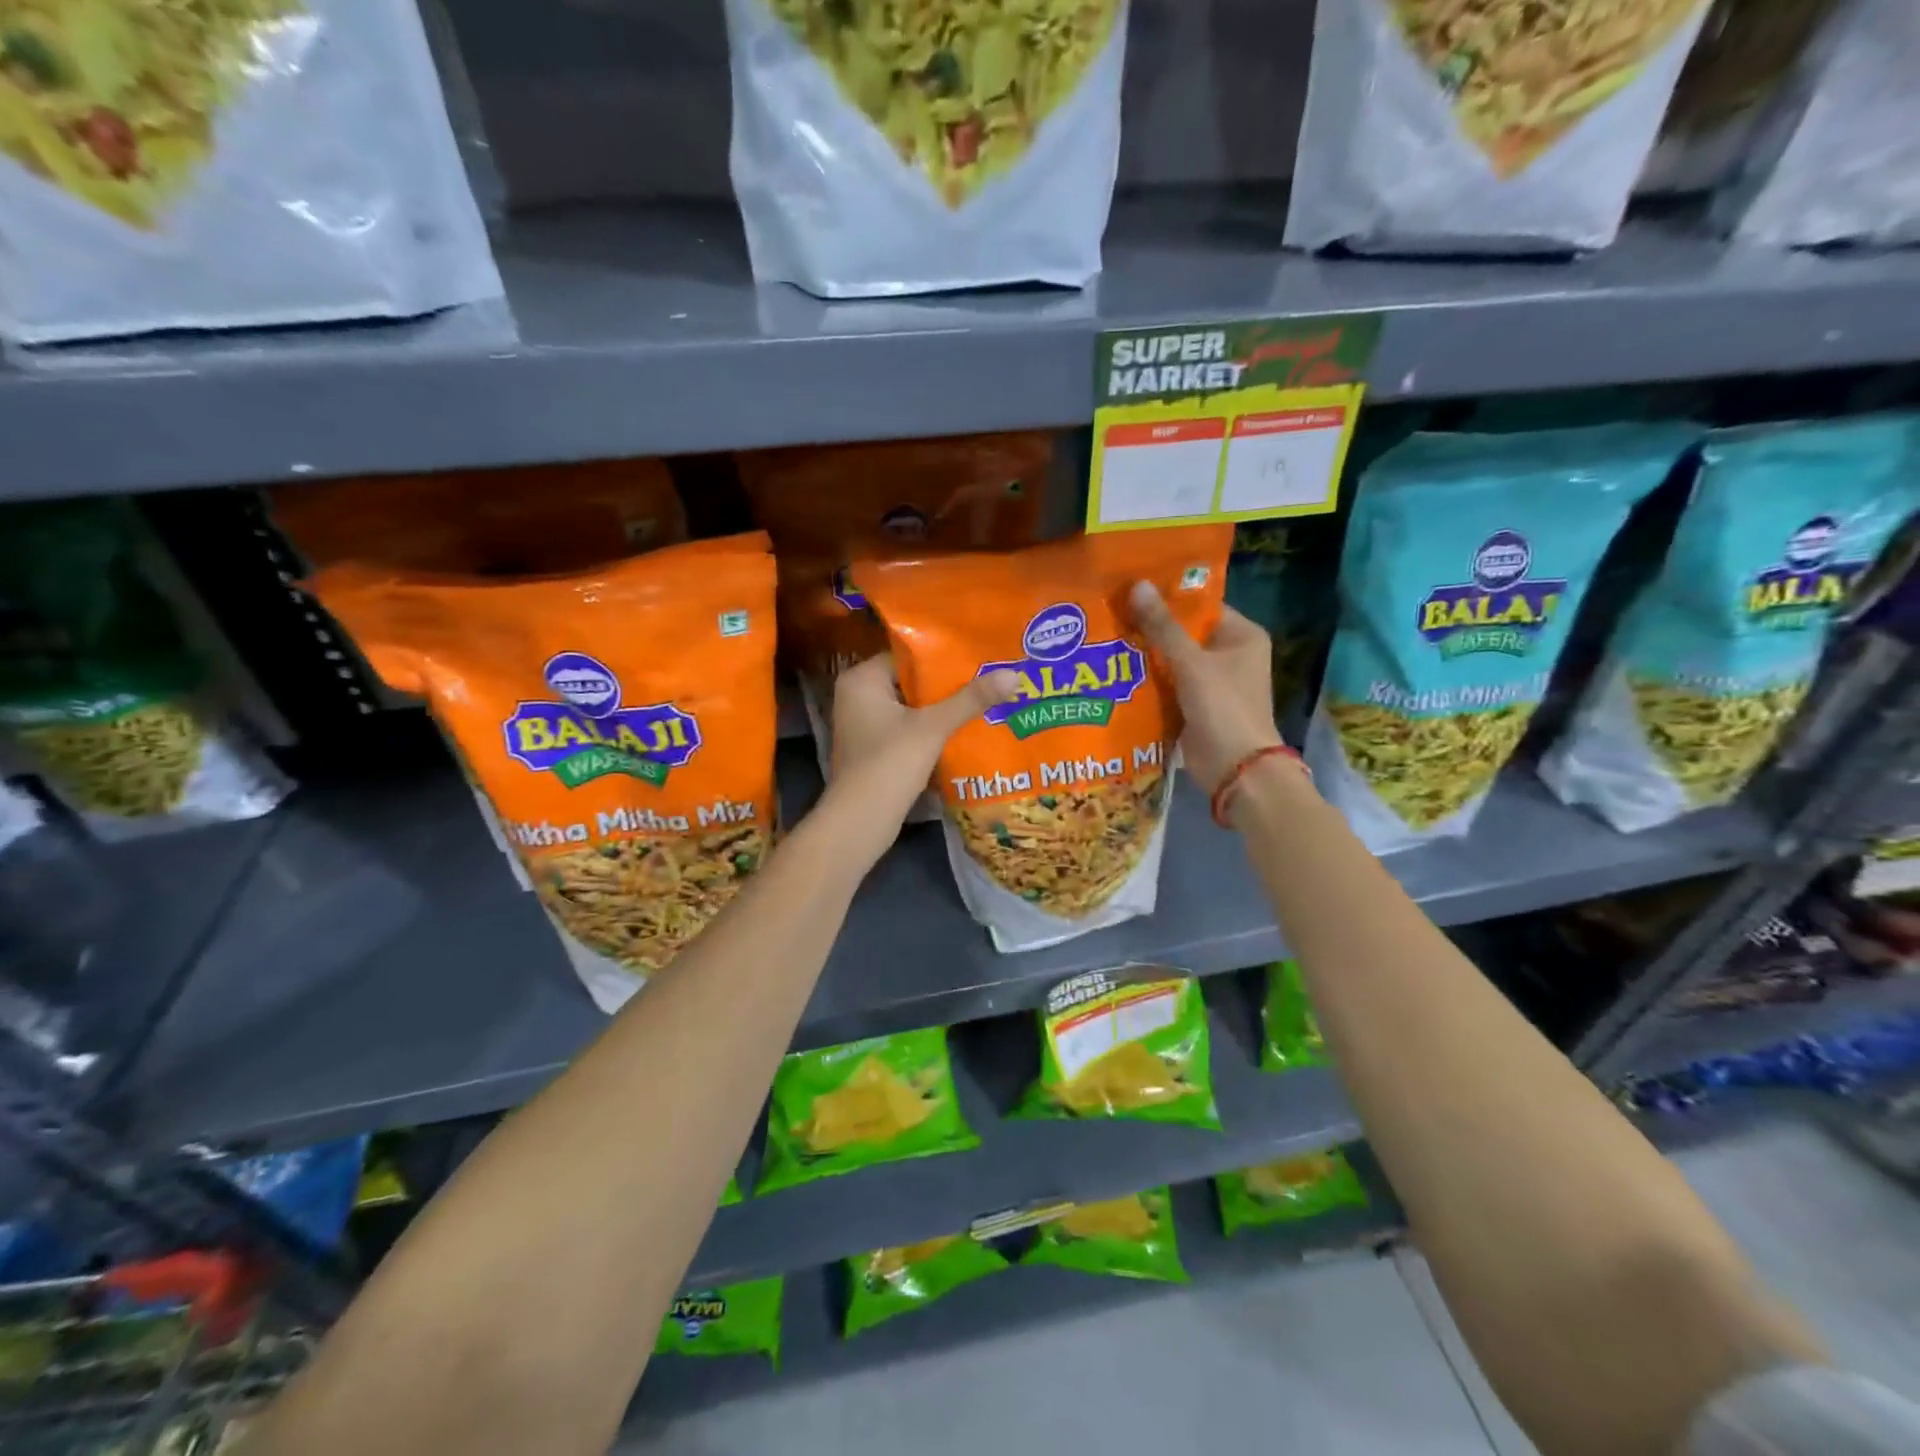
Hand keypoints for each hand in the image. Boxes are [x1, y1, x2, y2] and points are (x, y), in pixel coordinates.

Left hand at [828, 654, 1017, 838]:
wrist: (860, 822)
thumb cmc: (890, 764)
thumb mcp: (933, 727)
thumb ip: (971, 700)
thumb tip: (1013, 674)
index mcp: (862, 679)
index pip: (907, 655)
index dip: (943, 656)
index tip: (977, 656)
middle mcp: (857, 696)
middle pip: (911, 681)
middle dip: (948, 685)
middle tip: (988, 677)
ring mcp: (863, 725)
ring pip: (911, 707)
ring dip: (942, 709)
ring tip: (984, 700)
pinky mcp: (873, 749)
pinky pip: (907, 729)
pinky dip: (931, 730)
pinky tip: (964, 730)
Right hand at [1128, 581, 1281, 792]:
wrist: (1235, 769)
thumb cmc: (1223, 708)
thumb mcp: (1191, 664)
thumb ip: (1162, 627)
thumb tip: (1137, 585)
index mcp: (1241, 636)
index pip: (1200, 606)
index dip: (1167, 598)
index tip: (1130, 589)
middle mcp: (1229, 655)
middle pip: (1183, 633)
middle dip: (1150, 628)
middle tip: (1110, 612)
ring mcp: (1211, 683)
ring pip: (1172, 660)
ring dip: (1144, 655)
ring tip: (1105, 636)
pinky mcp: (1194, 706)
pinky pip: (1167, 685)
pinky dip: (1147, 680)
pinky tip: (1114, 671)